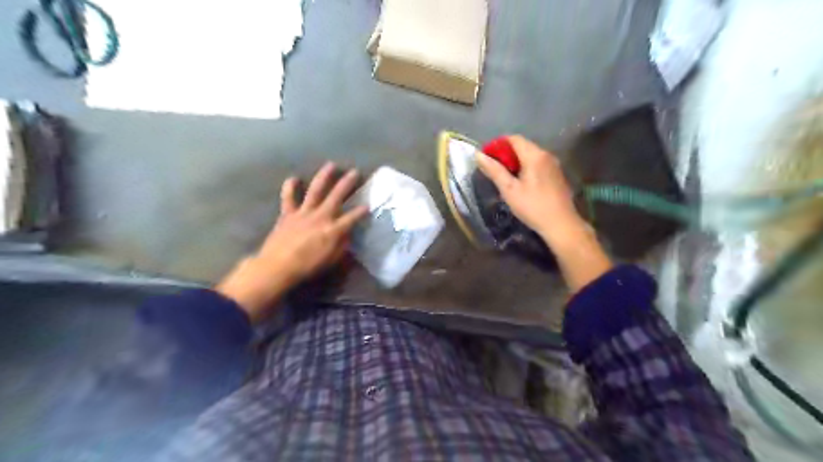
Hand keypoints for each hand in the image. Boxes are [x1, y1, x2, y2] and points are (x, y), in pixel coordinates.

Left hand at [214, 163, 365, 320]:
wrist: (278, 266)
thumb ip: (342, 246)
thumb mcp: (331, 260)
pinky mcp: (288, 214)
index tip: (368, 205)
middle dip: (347, 183)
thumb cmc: (308, 266)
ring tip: (331, 165)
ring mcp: (304, 212)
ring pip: (316, 190)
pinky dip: (290, 187)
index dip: (361, 211)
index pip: (352, 217)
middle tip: (355, 172)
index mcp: (333, 229)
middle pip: (337, 196)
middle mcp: (321, 216)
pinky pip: (288, 197)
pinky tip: (293, 178)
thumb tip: (348, 235)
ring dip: (324, 176)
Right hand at [474, 136, 581, 243]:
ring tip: (505, 176)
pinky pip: (538, 163)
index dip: (498, 145)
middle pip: (523, 146)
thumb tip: (478, 155)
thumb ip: (494, 170)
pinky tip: (521, 183)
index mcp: (534, 155)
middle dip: (506, 153)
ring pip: (531, 155)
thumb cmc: (533, 207)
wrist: (561, 224)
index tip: (486, 157)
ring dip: (516, 161)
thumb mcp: (509, 190)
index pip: (514, 139)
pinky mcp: (557, 174)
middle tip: (493, 169)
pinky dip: (526, 167)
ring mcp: (554, 164)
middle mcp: (546, 155)